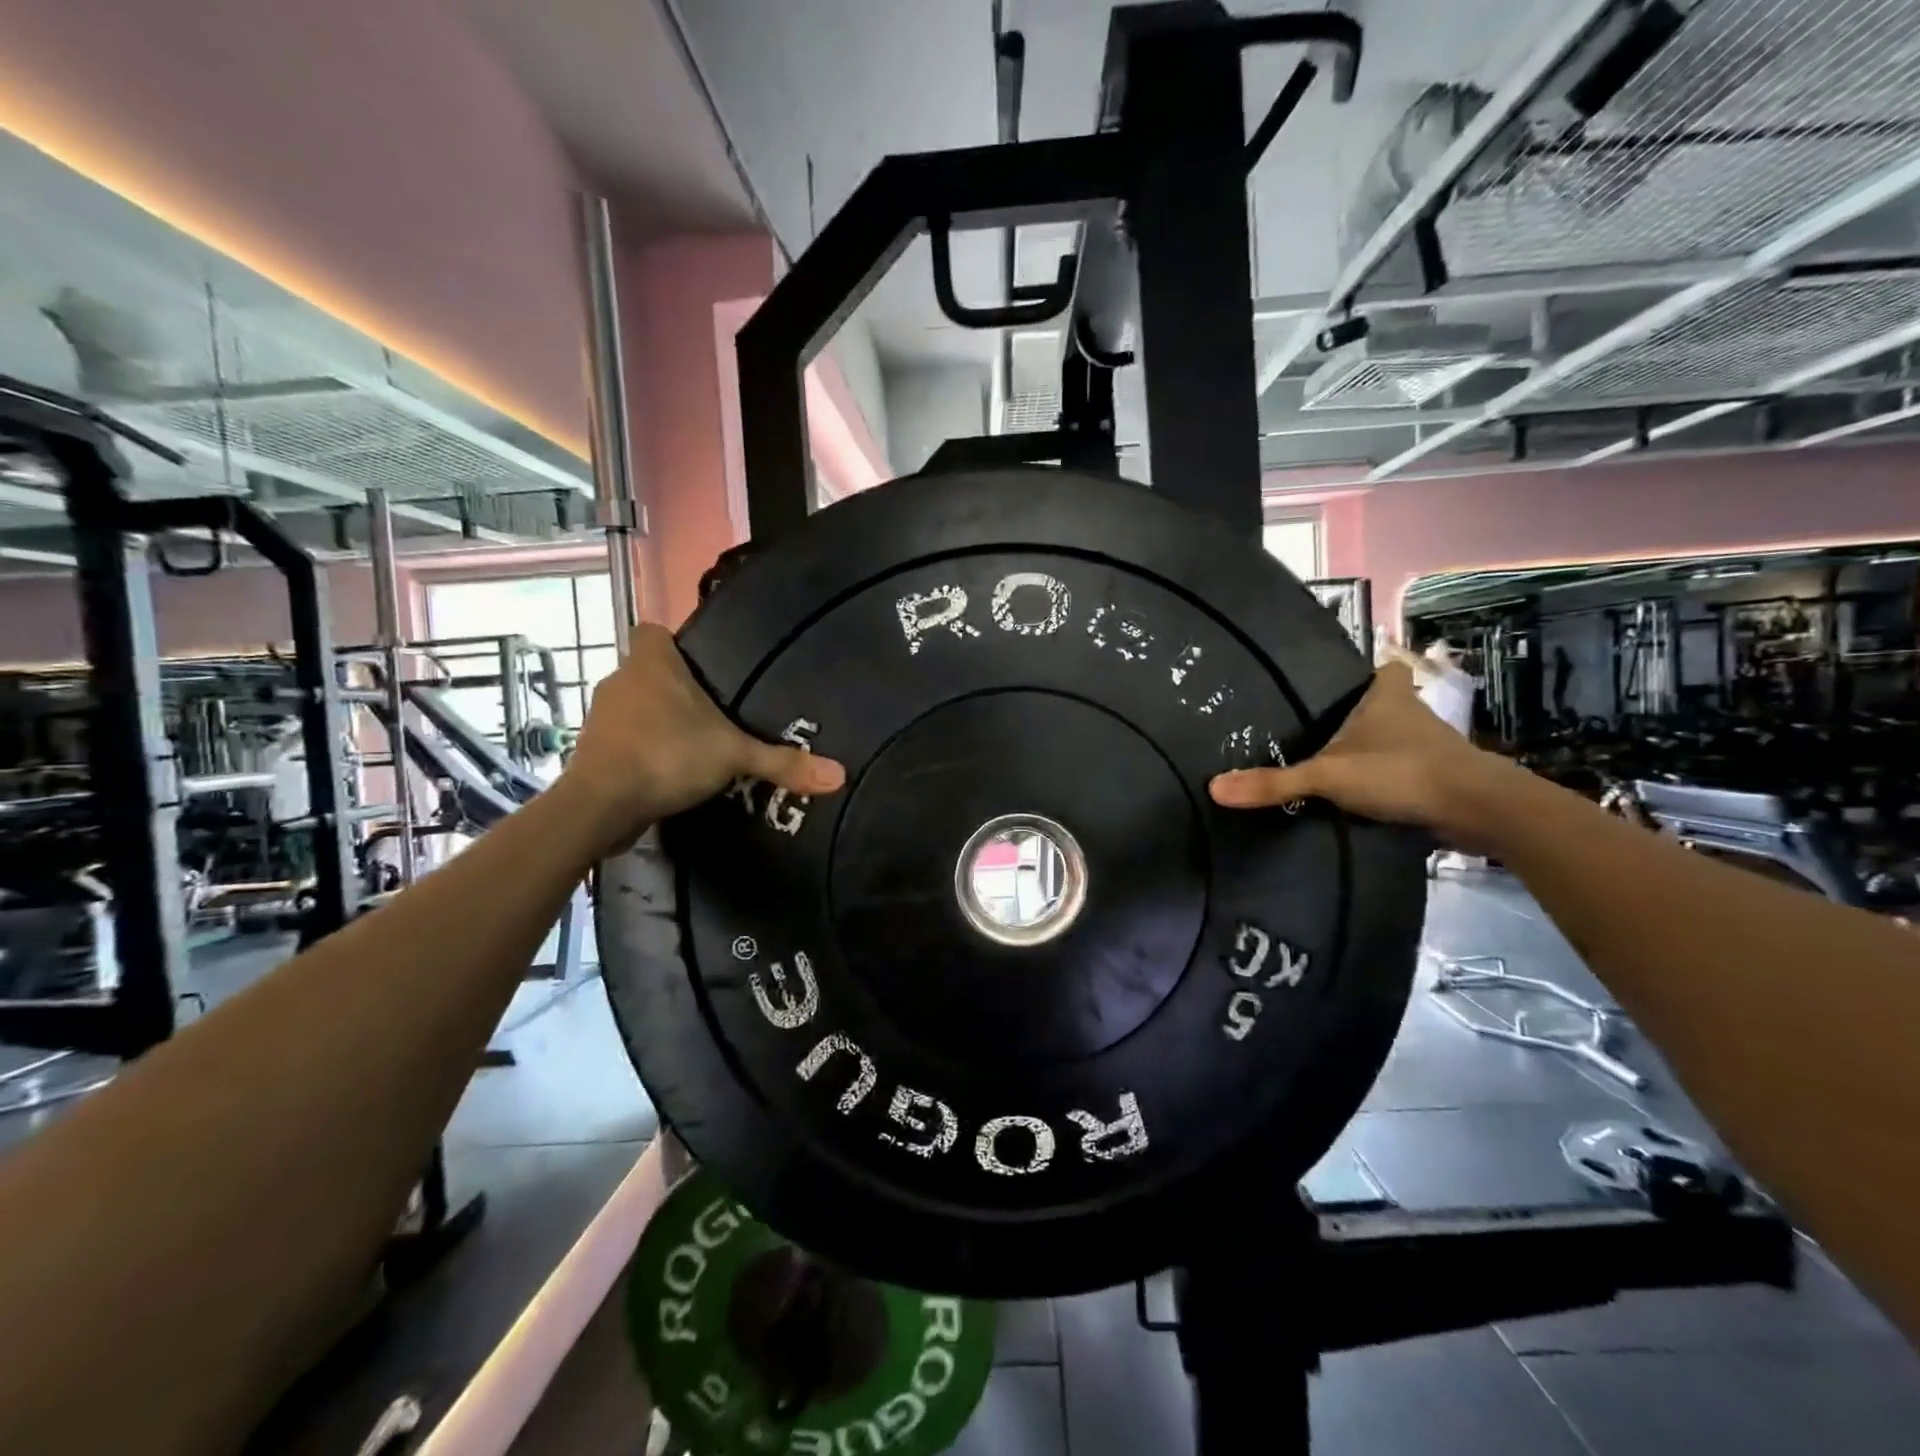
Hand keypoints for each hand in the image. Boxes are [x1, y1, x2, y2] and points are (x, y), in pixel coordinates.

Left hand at [559, 624, 845, 850]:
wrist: (600, 805)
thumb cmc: (667, 755)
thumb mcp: (735, 755)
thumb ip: (783, 762)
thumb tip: (840, 776)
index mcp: (651, 662)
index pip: (652, 631)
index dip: (674, 642)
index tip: (701, 666)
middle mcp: (621, 679)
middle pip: (648, 671)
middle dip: (676, 688)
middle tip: (714, 711)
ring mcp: (602, 715)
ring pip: (635, 706)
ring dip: (658, 721)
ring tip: (696, 744)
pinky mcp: (593, 750)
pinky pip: (624, 738)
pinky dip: (643, 750)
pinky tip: (670, 771)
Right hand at [1207, 663, 1511, 841]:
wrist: (1478, 810)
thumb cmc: (1402, 771)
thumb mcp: (1329, 776)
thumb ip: (1274, 783)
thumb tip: (1214, 788)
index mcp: (1386, 697)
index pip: (1382, 668)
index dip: (1366, 670)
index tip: (1340, 681)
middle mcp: (1411, 714)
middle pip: (1385, 704)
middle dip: (1361, 713)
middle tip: (1319, 724)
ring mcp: (1429, 747)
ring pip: (1395, 738)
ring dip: (1374, 748)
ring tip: (1330, 760)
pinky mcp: (1438, 779)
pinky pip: (1403, 771)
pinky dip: (1386, 779)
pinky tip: (1359, 795)